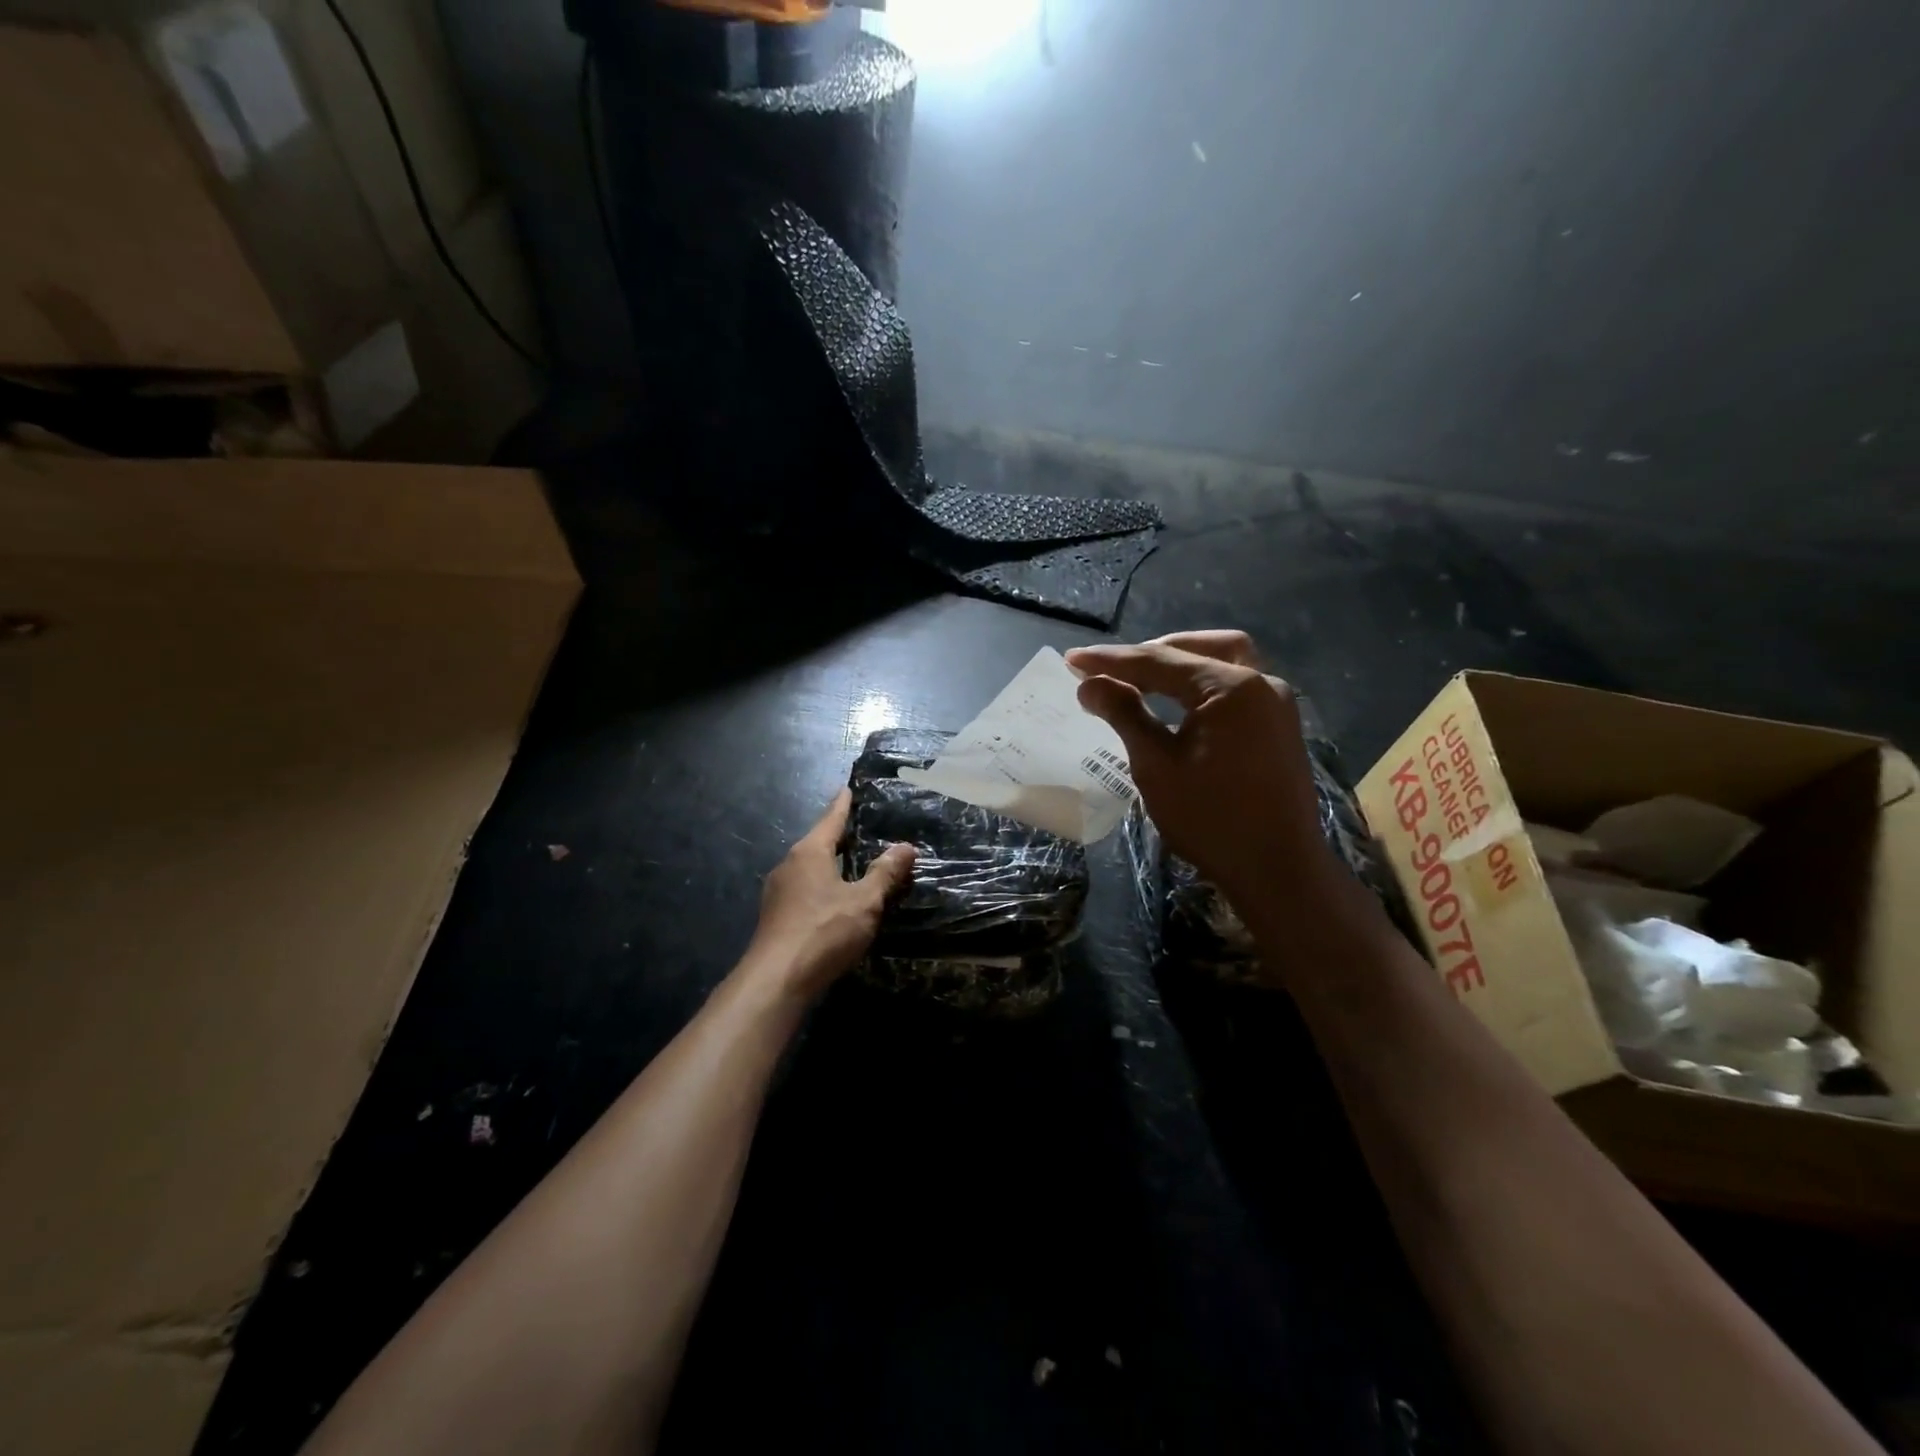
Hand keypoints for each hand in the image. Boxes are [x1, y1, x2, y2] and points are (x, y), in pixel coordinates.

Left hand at [743, 790, 915, 1000]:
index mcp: (809, 852)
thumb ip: (885, 873)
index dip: (843, 805)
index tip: (847, 788)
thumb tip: (906, 846)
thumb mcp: (864, 902)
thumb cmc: (823, 932)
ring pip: (810, 868)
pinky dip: (822, 885)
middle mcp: (789, 864)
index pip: (831, 819)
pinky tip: (835, 899)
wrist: (776, 980)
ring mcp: (778, 892)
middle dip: (839, 836)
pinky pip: (804, 889)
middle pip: (818, 842)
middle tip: (862, 828)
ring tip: (854, 864)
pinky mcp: (776, 916)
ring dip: (830, 863)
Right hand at [1065, 631, 1337, 905]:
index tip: (1072, 660)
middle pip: (1199, 649)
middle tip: (1112, 671)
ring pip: (1225, 662)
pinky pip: (1238, 687)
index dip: (1112, 660)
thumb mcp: (1156, 765)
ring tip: (1143, 680)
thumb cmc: (1211, 819)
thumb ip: (1124, 714)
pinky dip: (1204, 685)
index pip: (1159, 661)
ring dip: (1182, 664)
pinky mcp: (1279, 727)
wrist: (1278, 871)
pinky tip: (1179, 705)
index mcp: (1231, 688)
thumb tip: (1089, 683)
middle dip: (1152, 654)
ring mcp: (1277, 705)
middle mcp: (1261, 684)